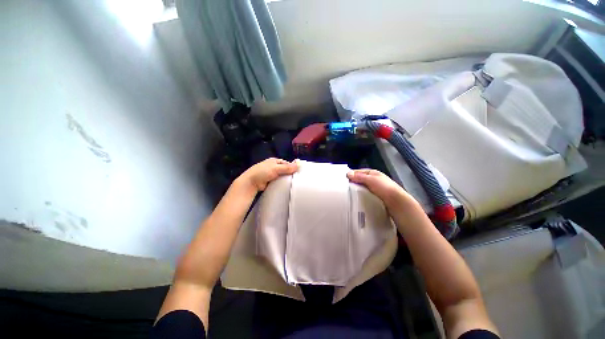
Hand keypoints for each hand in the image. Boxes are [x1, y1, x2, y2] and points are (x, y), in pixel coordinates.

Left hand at [237, 158, 298, 191]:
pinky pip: (279, 181)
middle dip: (290, 174)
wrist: (251, 183)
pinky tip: (287, 186)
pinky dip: (282, 183)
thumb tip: (298, 165)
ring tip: (293, 183)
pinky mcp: (271, 181)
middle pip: (285, 170)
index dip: (292, 167)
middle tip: (297, 179)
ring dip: (286, 179)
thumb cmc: (262, 172)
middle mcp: (273, 167)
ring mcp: (272, 174)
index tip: (298, 172)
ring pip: (282, 176)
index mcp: (274, 161)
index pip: (286, 163)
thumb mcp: (275, 168)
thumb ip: (286, 167)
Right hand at [347, 169, 412, 207]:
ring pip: (362, 187)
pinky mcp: (375, 196)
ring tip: (348, 193)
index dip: (351, 174)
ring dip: (356, 189)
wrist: (396, 202)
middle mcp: (374, 179)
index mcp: (373, 173)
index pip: (359, 172)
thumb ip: (359, 177)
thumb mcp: (371, 180)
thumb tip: (348, 173)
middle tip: (343, 187)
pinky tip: (356, 198)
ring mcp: (375, 188)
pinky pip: (365, 193)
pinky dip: (360, 194)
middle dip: (353, 182)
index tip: (343, 179)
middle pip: (360, 179)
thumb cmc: (384, 188)